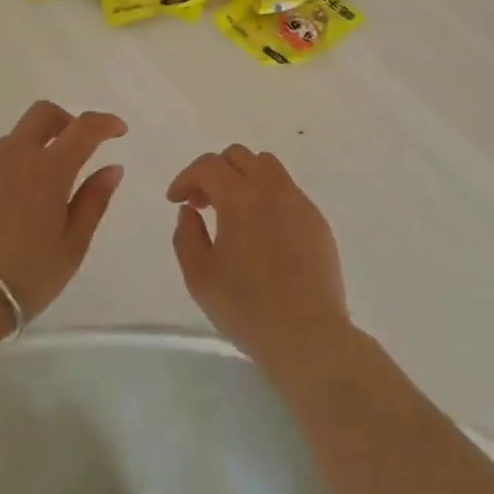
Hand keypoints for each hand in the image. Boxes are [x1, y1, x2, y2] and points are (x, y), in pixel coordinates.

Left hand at [0, 101, 125, 321]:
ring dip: (22, 162)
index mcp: (49, 170)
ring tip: (19, 208)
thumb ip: (93, 202)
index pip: (84, 128)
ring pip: (7, 147)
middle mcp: (12, 154)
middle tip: (68, 149)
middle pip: (42, 115)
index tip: (117, 130)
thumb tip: (112, 168)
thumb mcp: (71, 248)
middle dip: (62, 122)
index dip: (104, 123)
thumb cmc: (23, 279)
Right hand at [168, 145, 351, 376]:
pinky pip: (288, 191)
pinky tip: (263, 232)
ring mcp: (299, 202)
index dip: (186, 177)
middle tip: (202, 204)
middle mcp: (272, 189)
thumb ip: (186, 236)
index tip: (176, 200)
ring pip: (267, 166)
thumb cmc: (248, 309)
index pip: (208, 166)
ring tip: (234, 212)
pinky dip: (268, 197)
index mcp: (241, 198)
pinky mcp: (317, 221)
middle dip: (214, 172)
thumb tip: (190, 211)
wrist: (309, 337)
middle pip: (239, 156)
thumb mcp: (200, 278)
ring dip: (243, 177)